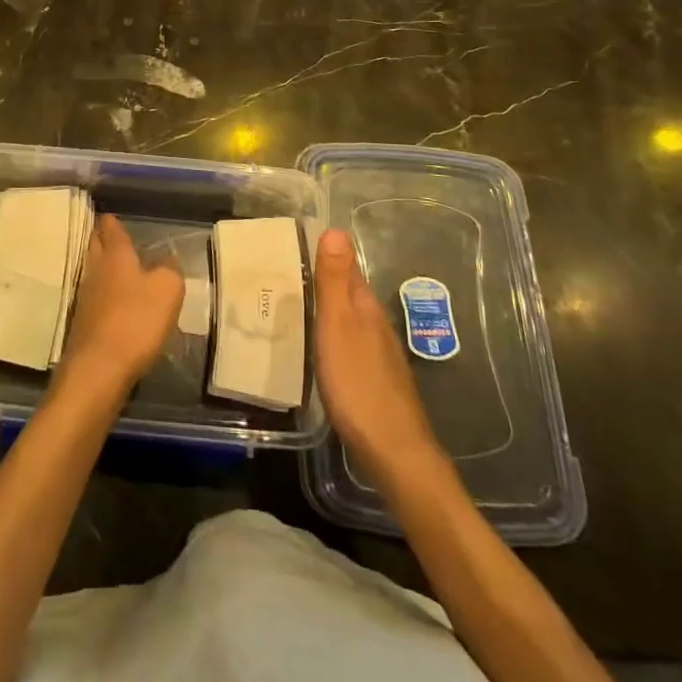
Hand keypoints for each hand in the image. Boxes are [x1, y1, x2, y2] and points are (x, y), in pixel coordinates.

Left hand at [55, 215, 183, 402]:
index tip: (109, 214)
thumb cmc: (136, 321)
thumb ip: (169, 270)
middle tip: (104, 230)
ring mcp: (85, 298)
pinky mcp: (83, 324)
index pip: (111, 230)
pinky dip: (100, 292)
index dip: (112, 221)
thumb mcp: (167, 290)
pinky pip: (92, 297)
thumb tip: (165, 261)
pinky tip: (109, 299)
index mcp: (116, 256)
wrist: (98, 370)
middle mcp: (96, 271)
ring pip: (91, 270)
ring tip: (109, 260)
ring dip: (99, 263)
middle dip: (100, 237)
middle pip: (95, 247)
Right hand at [314, 228, 440, 481]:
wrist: (394, 451)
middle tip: (287, 271)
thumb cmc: (358, 383)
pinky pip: (350, 343)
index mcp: (365, 306)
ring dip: (328, 308)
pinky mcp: (376, 379)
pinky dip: (334, 336)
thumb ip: (335, 281)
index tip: (297, 241)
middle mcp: (375, 323)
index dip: (326, 253)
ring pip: (350, 318)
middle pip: (349, 292)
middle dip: (324, 279)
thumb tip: (337, 229)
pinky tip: (321, 347)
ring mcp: (379, 353)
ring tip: (296, 304)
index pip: (347, 267)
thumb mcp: (337, 325)